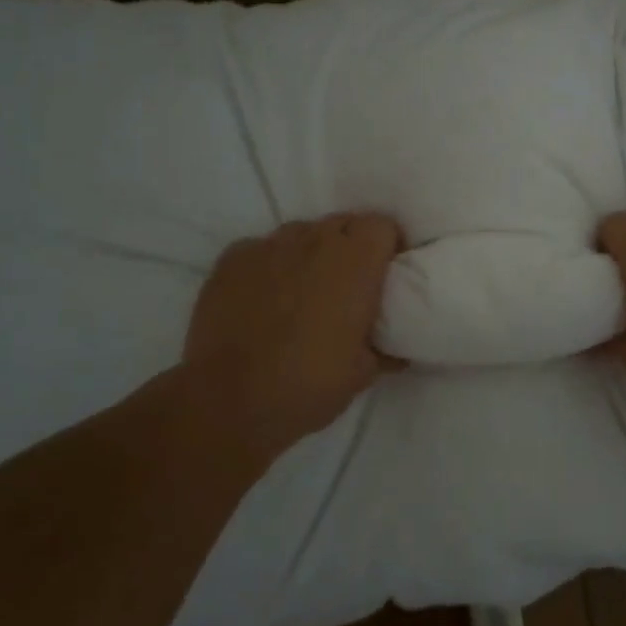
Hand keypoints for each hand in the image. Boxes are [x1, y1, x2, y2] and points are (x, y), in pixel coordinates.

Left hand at [178, 213, 403, 461]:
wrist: (229, 401)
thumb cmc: (309, 384)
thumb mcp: (363, 373)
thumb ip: (384, 348)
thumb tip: (395, 349)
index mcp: (355, 262)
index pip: (382, 225)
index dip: (387, 245)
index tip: (386, 272)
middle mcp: (314, 241)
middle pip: (343, 224)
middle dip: (351, 246)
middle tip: (349, 283)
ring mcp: (268, 246)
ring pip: (301, 234)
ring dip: (310, 253)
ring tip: (303, 289)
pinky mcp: (231, 260)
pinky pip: (261, 250)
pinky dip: (270, 266)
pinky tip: (264, 297)